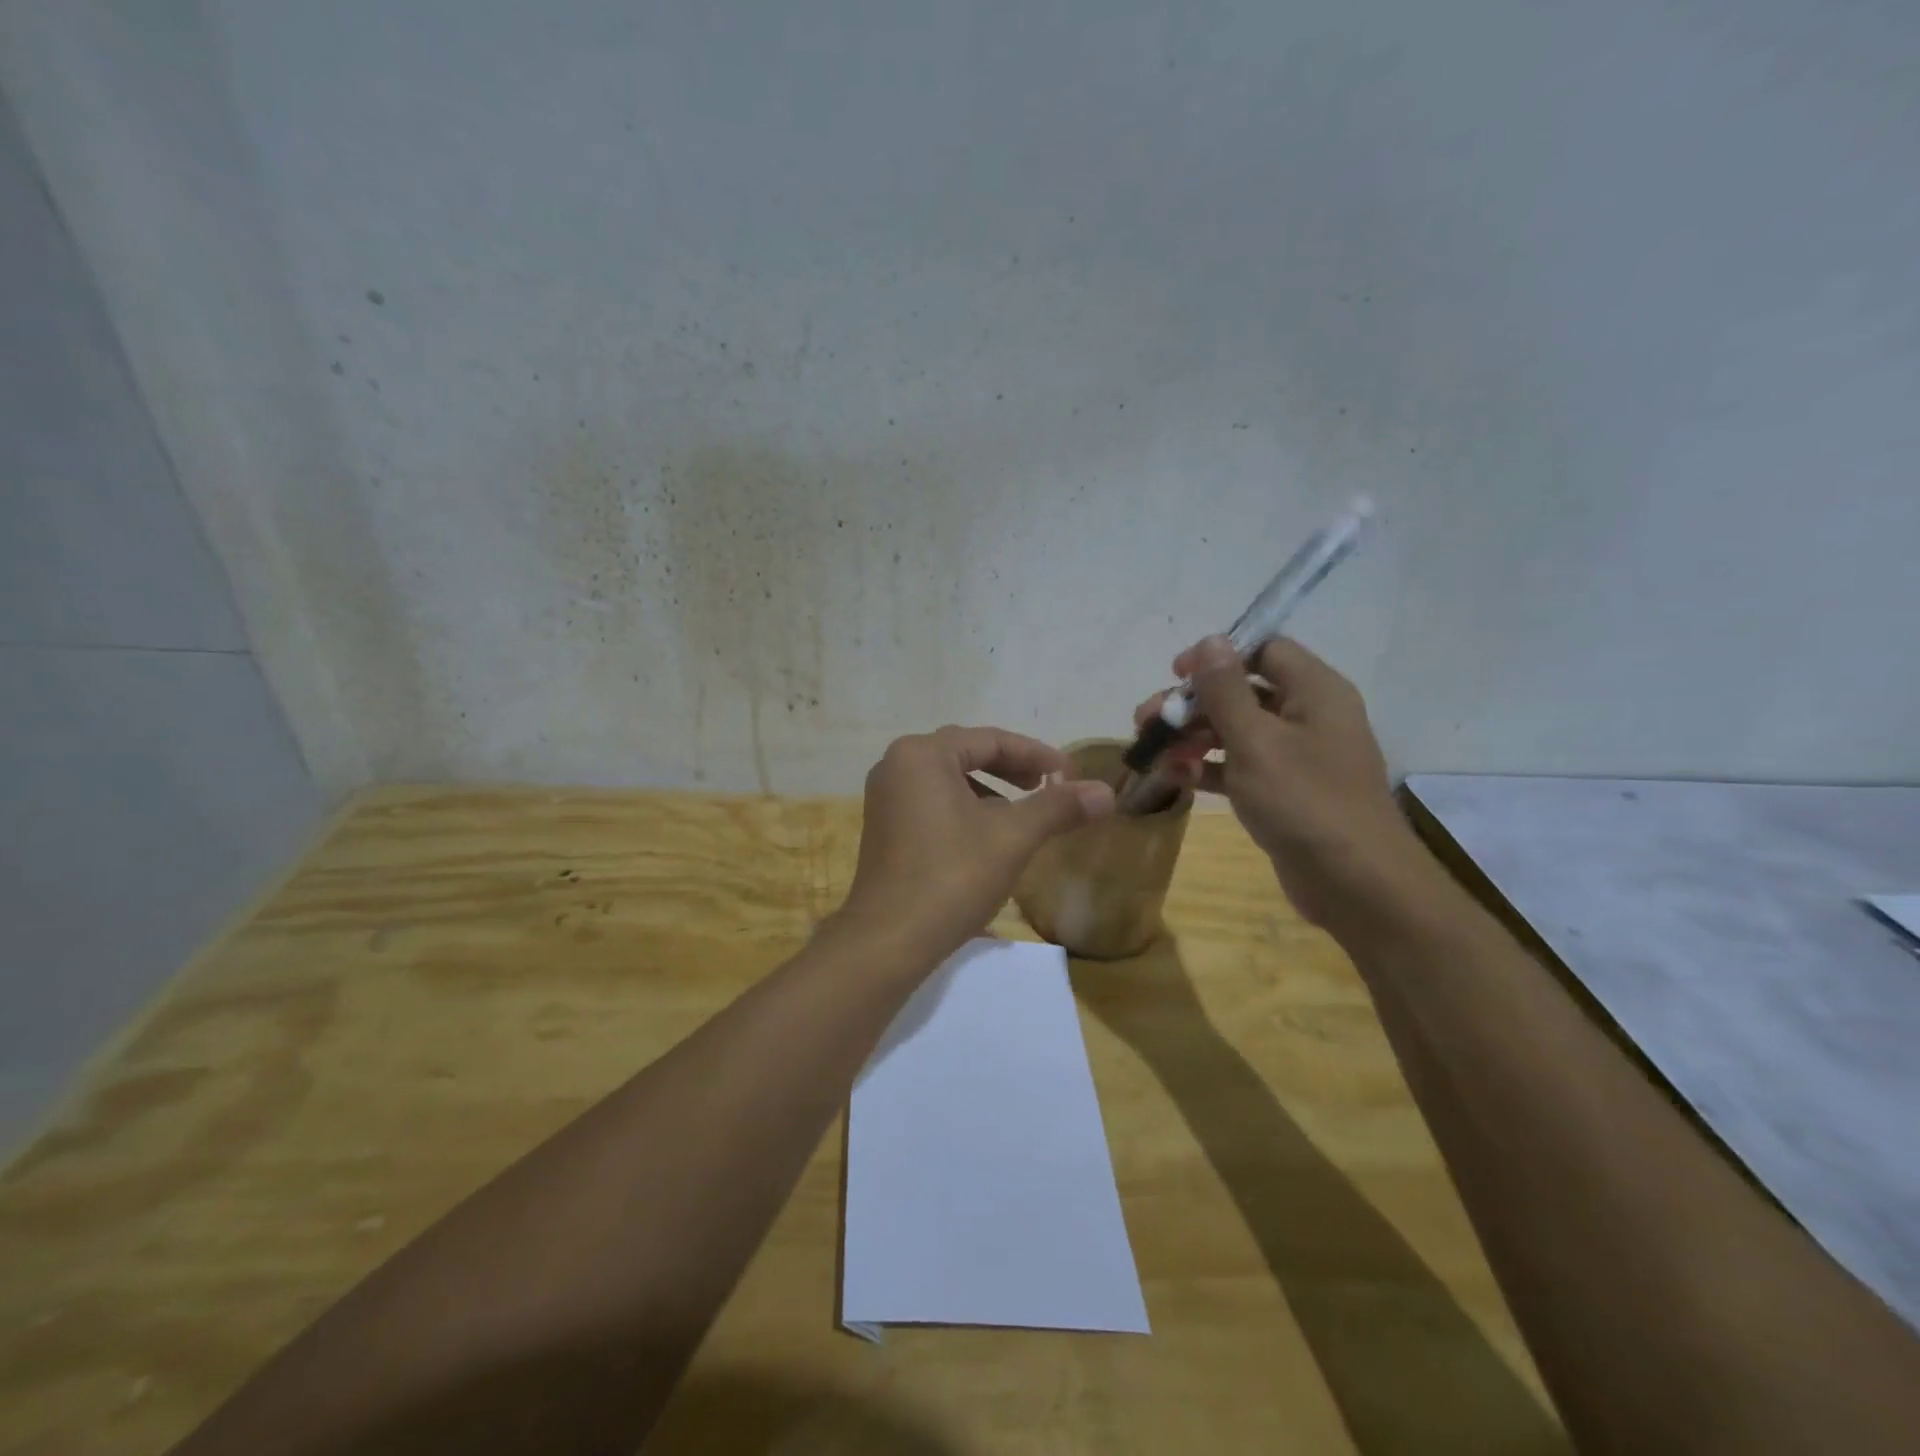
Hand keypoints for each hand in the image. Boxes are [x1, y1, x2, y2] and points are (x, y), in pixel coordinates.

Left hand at [836, 726, 1115, 961]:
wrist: (889, 941)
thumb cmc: (952, 877)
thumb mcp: (1012, 838)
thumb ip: (1057, 808)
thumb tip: (1106, 792)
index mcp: (921, 755)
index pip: (989, 740)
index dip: (1035, 754)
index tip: (1068, 774)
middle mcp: (896, 766)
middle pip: (965, 754)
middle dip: (1010, 769)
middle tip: (1046, 786)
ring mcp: (884, 798)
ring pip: (947, 780)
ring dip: (988, 791)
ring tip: (1019, 816)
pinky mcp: (883, 828)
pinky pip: (931, 803)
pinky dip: (963, 810)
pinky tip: (984, 839)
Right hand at [1136, 636, 1424, 926]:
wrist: (1355, 884)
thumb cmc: (1304, 801)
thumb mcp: (1256, 741)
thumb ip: (1226, 691)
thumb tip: (1209, 641)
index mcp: (1314, 691)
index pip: (1264, 650)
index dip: (1218, 656)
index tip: (1175, 674)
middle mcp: (1308, 716)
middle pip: (1242, 692)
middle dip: (1192, 704)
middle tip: (1146, 721)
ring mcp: (1297, 757)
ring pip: (1235, 731)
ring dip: (1192, 737)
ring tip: (1151, 752)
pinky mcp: (1284, 792)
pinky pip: (1240, 767)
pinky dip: (1208, 769)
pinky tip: (1175, 779)